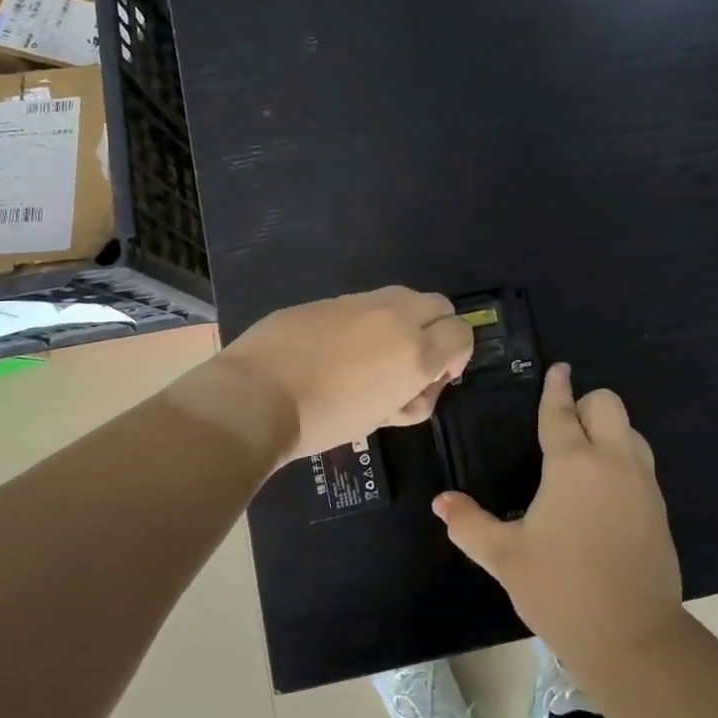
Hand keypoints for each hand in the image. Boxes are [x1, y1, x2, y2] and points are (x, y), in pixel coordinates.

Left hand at [217, 286, 473, 464]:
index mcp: (415, 350)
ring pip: (402, 299)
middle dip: (437, 331)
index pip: (462, 333)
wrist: (256, 396)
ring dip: (403, 322)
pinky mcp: (330, 298)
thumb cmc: (324, 419)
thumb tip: (417, 382)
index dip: (458, 356)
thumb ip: (411, 395)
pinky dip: (366, 321)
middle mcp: (396, 316)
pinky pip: (364, 304)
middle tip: (412, 363)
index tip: (438, 377)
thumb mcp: (380, 418)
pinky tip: (337, 350)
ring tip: (373, 358)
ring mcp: (360, 301)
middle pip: (439, 305)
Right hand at [434, 364, 683, 666]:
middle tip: (564, 427)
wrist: (633, 638)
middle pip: (608, 404)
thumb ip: (470, 524)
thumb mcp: (506, 558)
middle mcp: (612, 461)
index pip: (562, 412)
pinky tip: (602, 492)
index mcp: (573, 464)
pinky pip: (641, 461)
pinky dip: (622, 458)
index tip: (558, 369)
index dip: (556, 388)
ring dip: (608, 429)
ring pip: (631, 430)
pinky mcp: (659, 507)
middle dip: (586, 403)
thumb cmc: (561, 590)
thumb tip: (441, 502)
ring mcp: (642, 483)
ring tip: (583, 457)